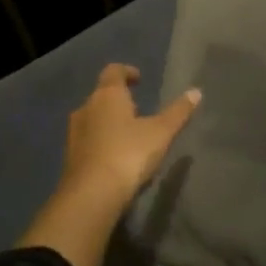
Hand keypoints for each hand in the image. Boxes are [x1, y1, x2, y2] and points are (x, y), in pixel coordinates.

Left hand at [59, 63, 201, 207]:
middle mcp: (86, 108)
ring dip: (109, 121)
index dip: (127, 72)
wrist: (92, 194)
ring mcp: (74, 133)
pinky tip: (116, 156)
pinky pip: (88, 139)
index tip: (139, 79)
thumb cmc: (129, 153)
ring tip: (129, 134)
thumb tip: (196, 91)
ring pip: (93, 118)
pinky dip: (101, 140)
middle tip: (138, 109)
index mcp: (107, 95)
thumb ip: (178, 112)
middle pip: (101, 95)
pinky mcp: (70, 156)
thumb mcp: (161, 132)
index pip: (113, 71)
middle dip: (119, 99)